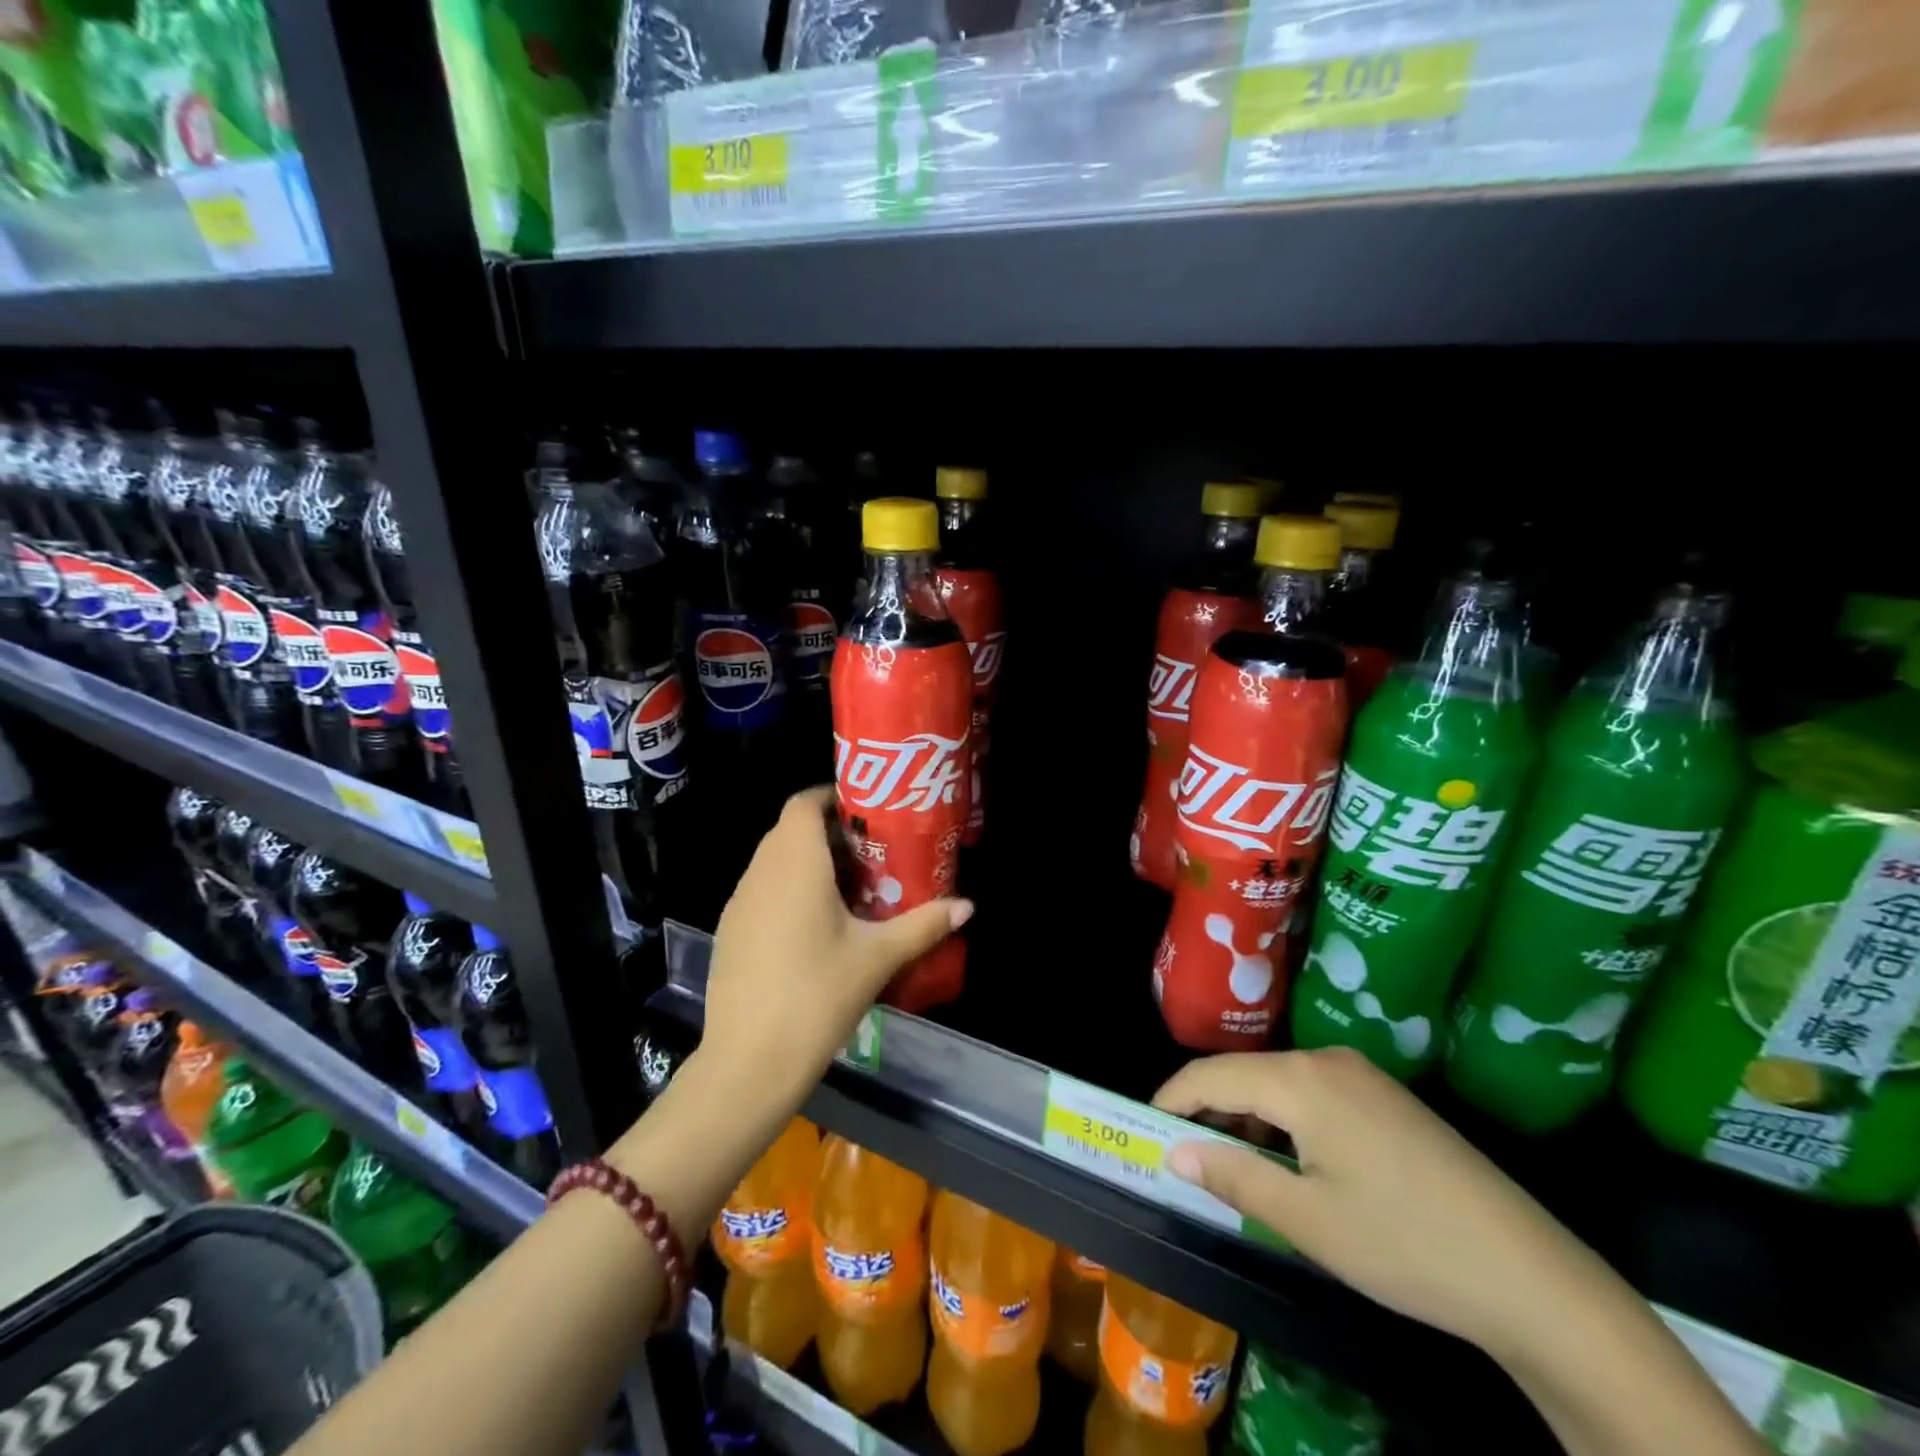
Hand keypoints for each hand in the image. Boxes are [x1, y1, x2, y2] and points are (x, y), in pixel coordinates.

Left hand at [701, 786, 971, 1101]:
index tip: (868, 810)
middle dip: (829, 832)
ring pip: (773, 861)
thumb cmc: (817, 996)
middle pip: (790, 830)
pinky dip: (788, 890)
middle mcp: (760, 872)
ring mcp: (738, 903)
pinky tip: (815, 926)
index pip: (804, 803)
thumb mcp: (877, 958)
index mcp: (795, 864)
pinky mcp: (729, 931)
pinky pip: (761, 890)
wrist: (748, 1063)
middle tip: (872, 851)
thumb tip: (968, 905)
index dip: (833, 796)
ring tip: (850, 887)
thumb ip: (923, 924)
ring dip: (808, 862)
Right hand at [1154, 1047, 1600, 1359]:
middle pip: (1245, 1072)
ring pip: (1279, 1082)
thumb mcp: (1307, 1221)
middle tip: (1183, 1152)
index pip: (1211, 1073)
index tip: (1145, 1128)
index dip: (1172, 1098)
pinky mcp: (1388, 1098)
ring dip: (1246, 1115)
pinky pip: (1313, 1093)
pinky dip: (1284, 1119)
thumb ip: (1233, 1176)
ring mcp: (1363, 1075)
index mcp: (1301, 1079)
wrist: (1531, 1276)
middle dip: (1207, 1108)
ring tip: (1232, 1162)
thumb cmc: (1403, 1244)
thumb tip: (1174, 1152)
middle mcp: (1327, 1060)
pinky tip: (1290, 1160)